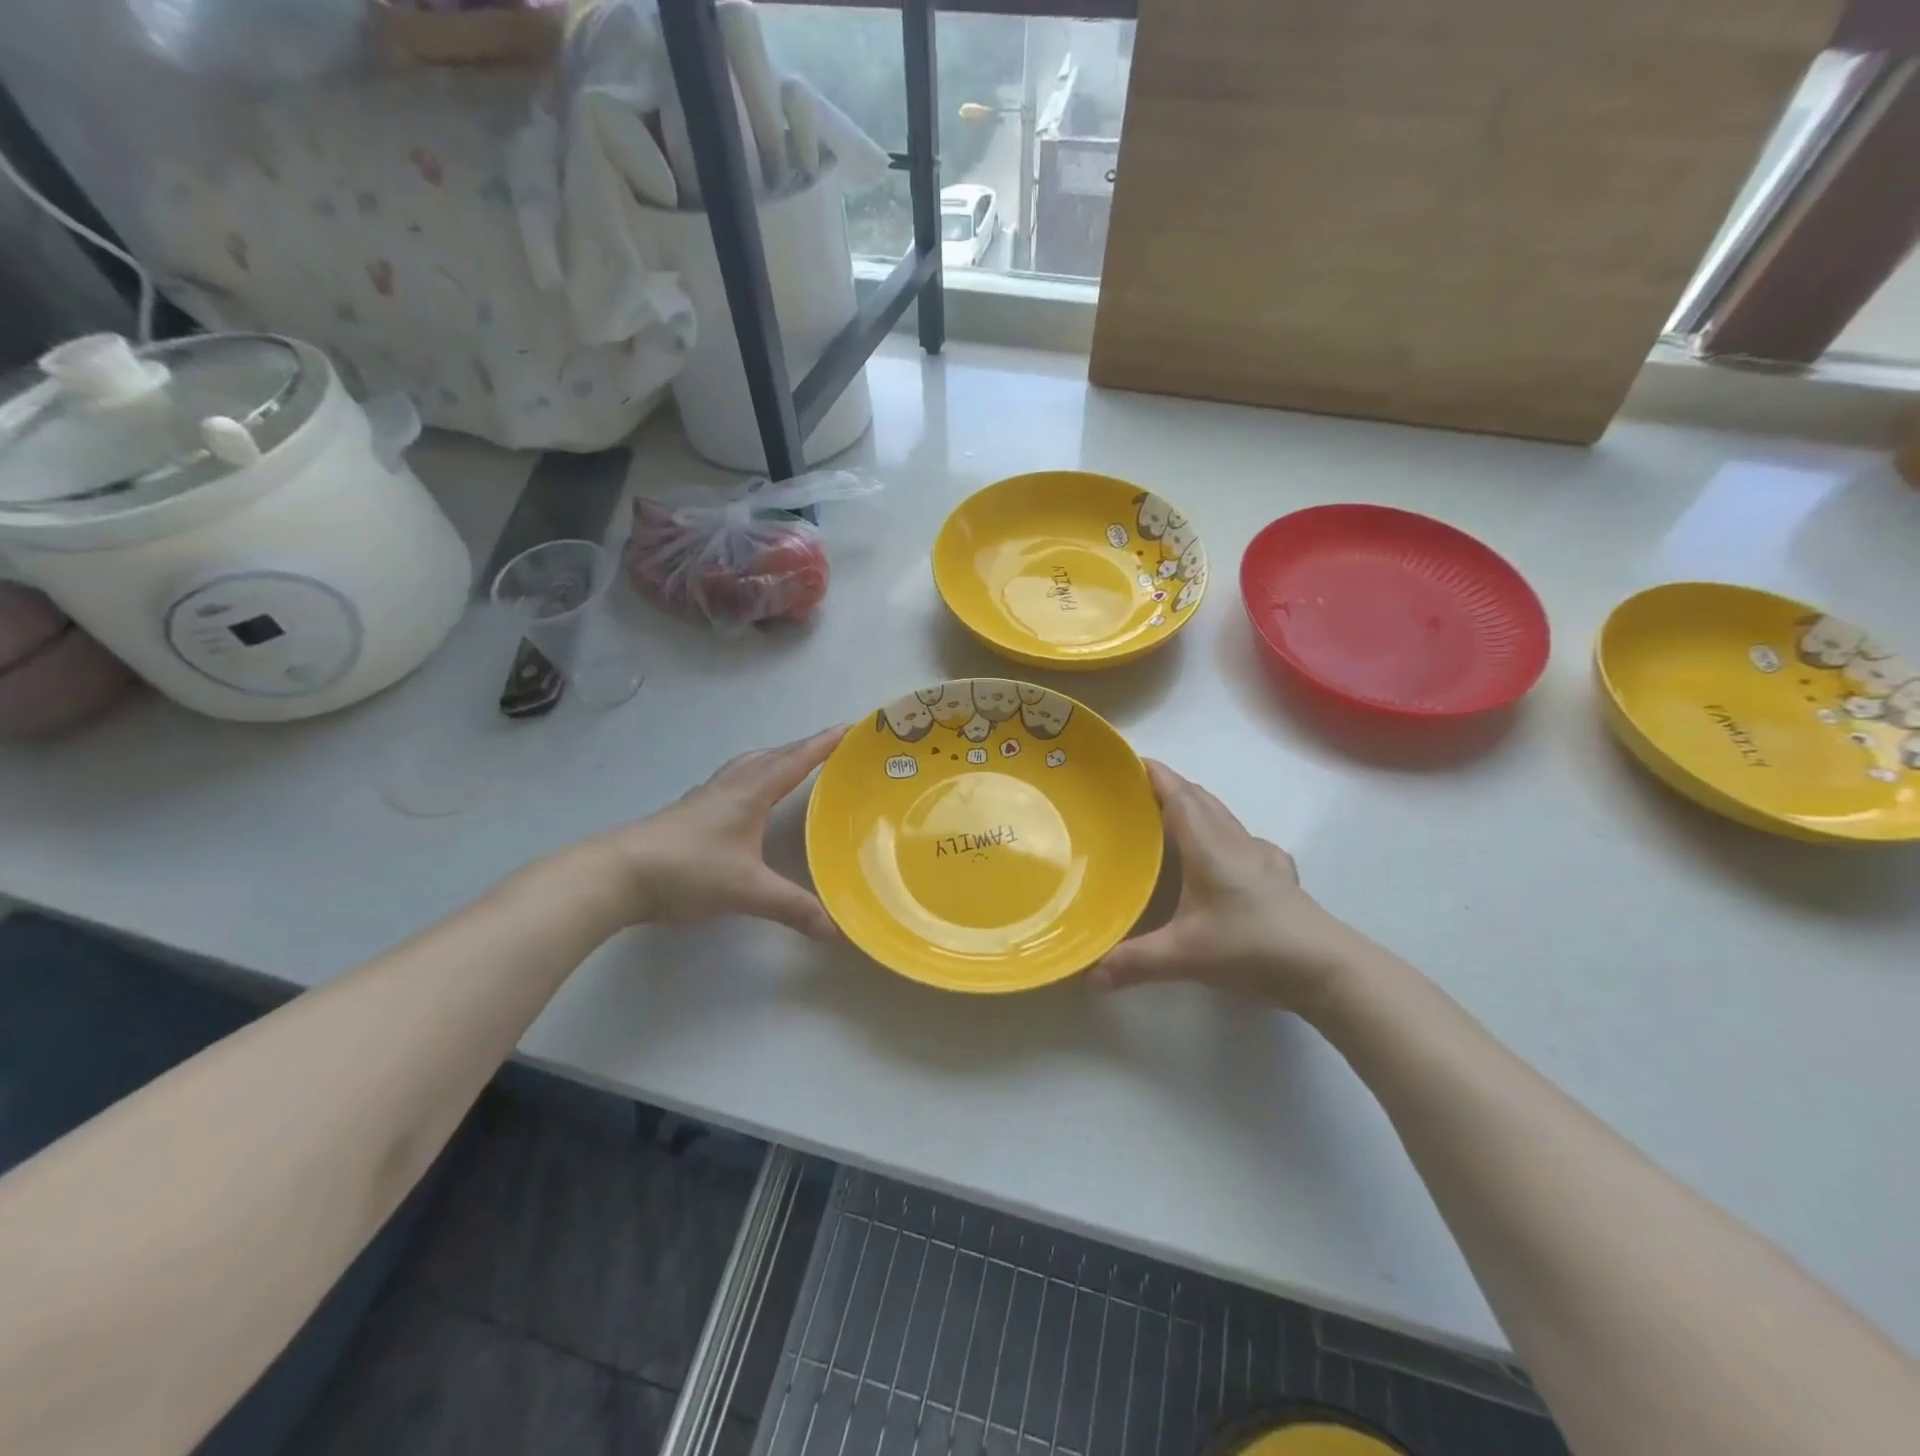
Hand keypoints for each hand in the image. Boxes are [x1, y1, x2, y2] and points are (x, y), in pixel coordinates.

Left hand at [583, 725, 847, 939]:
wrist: (617, 874)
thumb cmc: (689, 870)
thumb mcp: (747, 891)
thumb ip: (793, 908)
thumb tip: (835, 929)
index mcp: (750, 793)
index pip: (796, 761)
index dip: (824, 744)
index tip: (850, 727)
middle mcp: (730, 787)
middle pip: (772, 756)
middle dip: (802, 748)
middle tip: (829, 748)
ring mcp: (705, 798)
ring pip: (747, 766)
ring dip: (773, 760)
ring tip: (791, 765)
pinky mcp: (687, 813)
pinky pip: (730, 782)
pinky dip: (750, 778)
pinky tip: (747, 800)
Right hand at [1089, 761, 1364, 1012]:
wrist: (1326, 968)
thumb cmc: (1251, 947)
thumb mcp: (1184, 956)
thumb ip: (1133, 962)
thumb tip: (1087, 976)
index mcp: (1209, 846)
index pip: (1178, 795)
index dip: (1154, 775)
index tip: (1129, 762)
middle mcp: (1235, 842)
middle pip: (1200, 799)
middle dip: (1169, 787)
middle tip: (1136, 793)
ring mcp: (1262, 858)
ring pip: (1223, 818)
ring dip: (1195, 808)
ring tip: (1168, 820)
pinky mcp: (1279, 877)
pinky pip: (1243, 841)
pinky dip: (1222, 834)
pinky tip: (1222, 857)